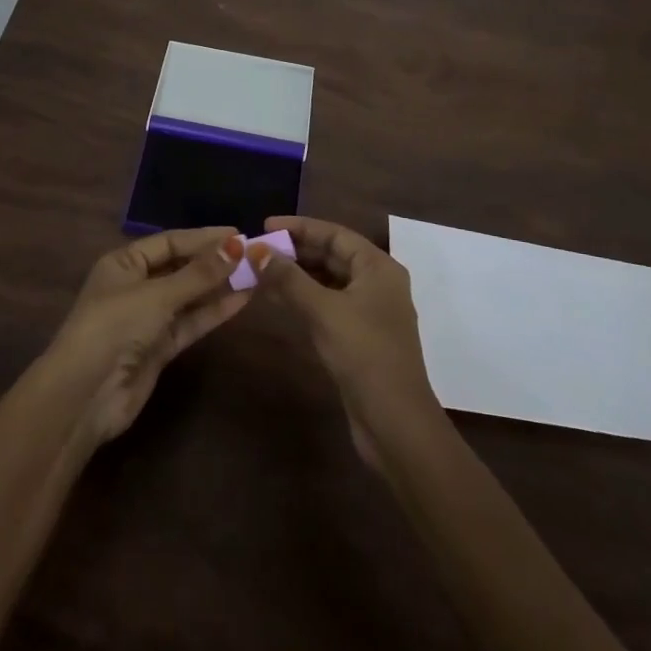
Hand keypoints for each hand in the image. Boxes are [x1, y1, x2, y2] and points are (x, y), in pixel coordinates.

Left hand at [39, 227, 250, 448]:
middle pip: (181, 267)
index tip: (239, 233)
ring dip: (219, 286)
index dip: (203, 237)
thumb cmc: (114, 327)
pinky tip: (242, 299)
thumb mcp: (157, 295)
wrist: (85, 395)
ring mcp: (148, 319)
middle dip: (214, 261)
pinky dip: (213, 311)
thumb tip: (238, 245)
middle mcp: (135, 286)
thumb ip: (199, 274)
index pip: (170, 242)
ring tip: (256, 273)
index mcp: (124, 263)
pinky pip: (191, 322)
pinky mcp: (159, 348)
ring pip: (189, 296)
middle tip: (253, 253)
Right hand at [250, 215, 441, 469]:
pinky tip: (277, 300)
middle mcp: (377, 283)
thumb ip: (288, 279)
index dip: (299, 227)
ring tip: (260, 272)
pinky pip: (327, 304)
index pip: (335, 234)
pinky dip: (303, 298)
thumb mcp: (323, 311)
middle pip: (331, 255)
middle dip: (295, 251)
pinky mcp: (359, 337)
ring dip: (296, 276)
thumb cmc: (364, 354)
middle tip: (257, 251)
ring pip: (327, 281)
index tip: (264, 226)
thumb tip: (255, 251)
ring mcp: (369, 312)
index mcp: (378, 267)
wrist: (395, 424)